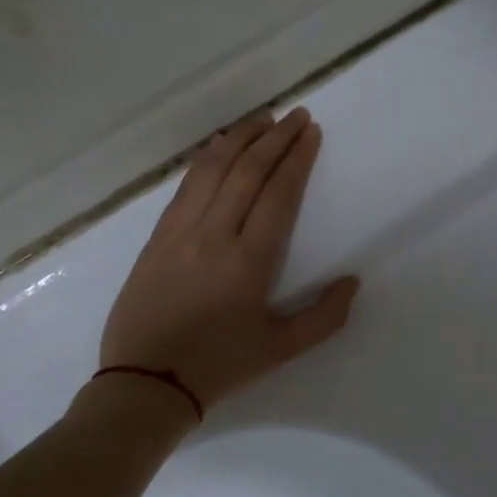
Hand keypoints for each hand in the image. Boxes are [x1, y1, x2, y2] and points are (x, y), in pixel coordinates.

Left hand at [97, 108, 359, 410]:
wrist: (145, 381)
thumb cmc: (220, 366)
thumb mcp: (281, 349)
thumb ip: (324, 317)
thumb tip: (352, 281)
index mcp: (248, 261)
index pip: (277, 194)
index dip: (296, 159)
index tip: (310, 132)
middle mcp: (213, 235)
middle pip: (246, 172)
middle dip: (274, 138)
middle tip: (295, 115)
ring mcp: (179, 232)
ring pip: (211, 170)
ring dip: (239, 139)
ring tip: (261, 119)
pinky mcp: (156, 237)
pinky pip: (185, 185)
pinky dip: (206, 159)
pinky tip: (218, 148)